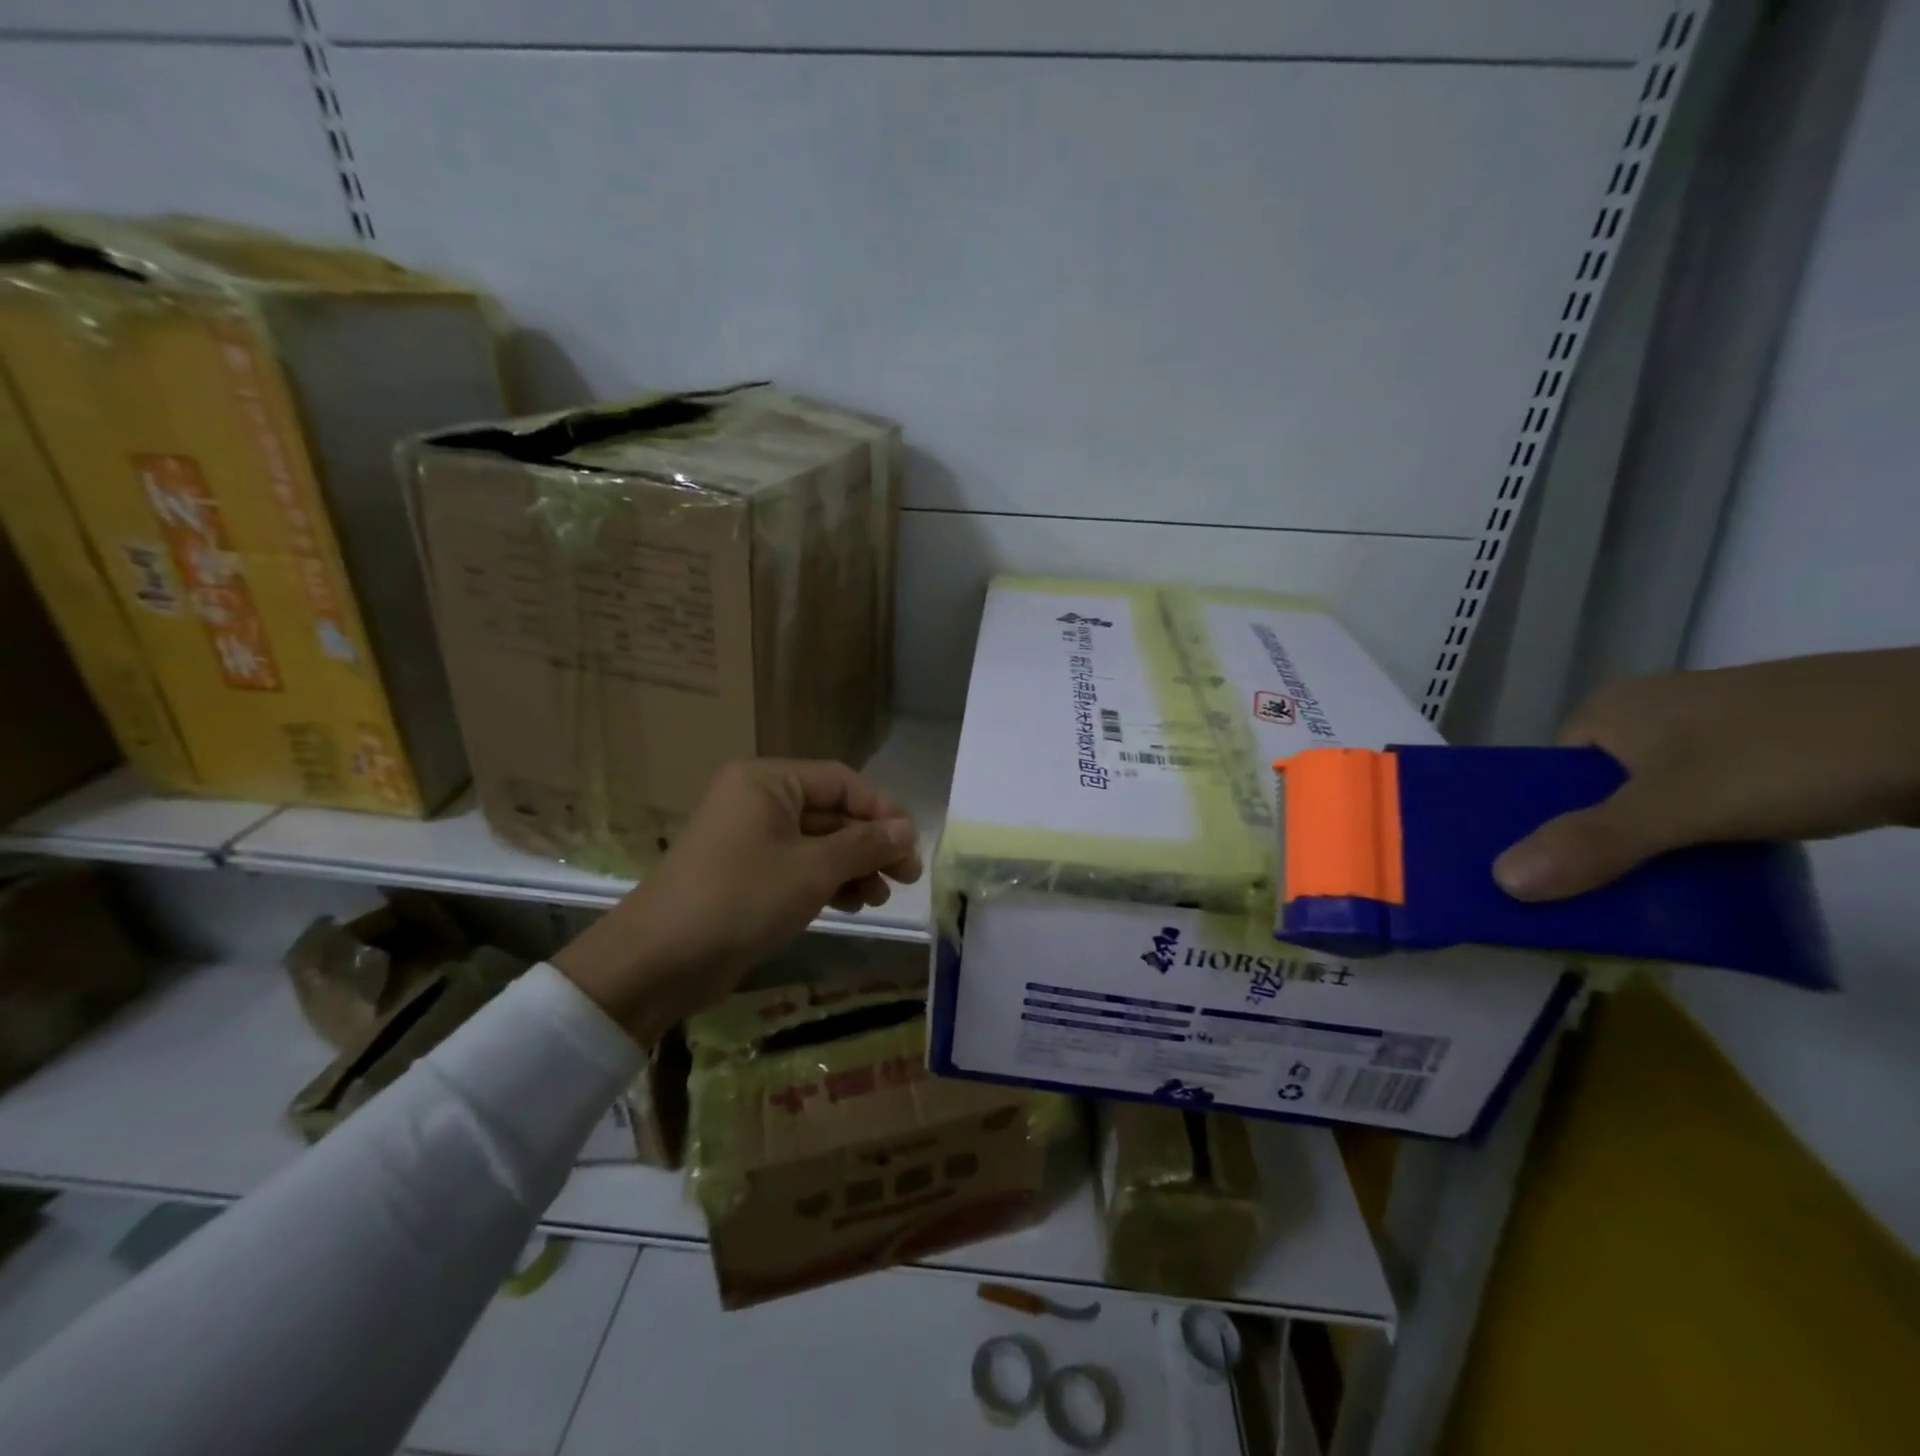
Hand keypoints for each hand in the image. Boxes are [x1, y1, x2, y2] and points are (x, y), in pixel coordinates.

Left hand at [552, 760, 921, 1042]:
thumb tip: (907, 829)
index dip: (882, 810)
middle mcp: (758, 800)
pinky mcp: (745, 874)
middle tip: (905, 876)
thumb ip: (865, 845)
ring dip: (853, 866)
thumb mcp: (812, 869)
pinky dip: (826, 882)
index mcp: (768, 781)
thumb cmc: (741, 899)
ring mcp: (749, 838)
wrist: (660, 961)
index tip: (911, 844)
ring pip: (817, 843)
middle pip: (831, 812)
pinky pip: (797, 866)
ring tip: (879, 897)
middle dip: (870, 844)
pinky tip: (851, 905)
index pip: (841, 781)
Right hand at [1492, 648, 1919, 901]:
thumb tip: (1499, 880)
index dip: (1537, 827)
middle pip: (1596, 795)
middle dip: (1593, 848)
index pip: (1546, 778)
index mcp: (1609, 711)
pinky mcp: (1769, 757)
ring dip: (1649, 851)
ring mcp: (1714, 735)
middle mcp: (1650, 716)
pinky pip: (1705, 807)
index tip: (1538, 880)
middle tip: (1588, 902)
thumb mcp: (1680, 806)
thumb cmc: (1790, 753)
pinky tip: (1712, 875)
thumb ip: (1592, 843)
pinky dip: (1700, 843)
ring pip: (1653, 805)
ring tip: (1644, 901)